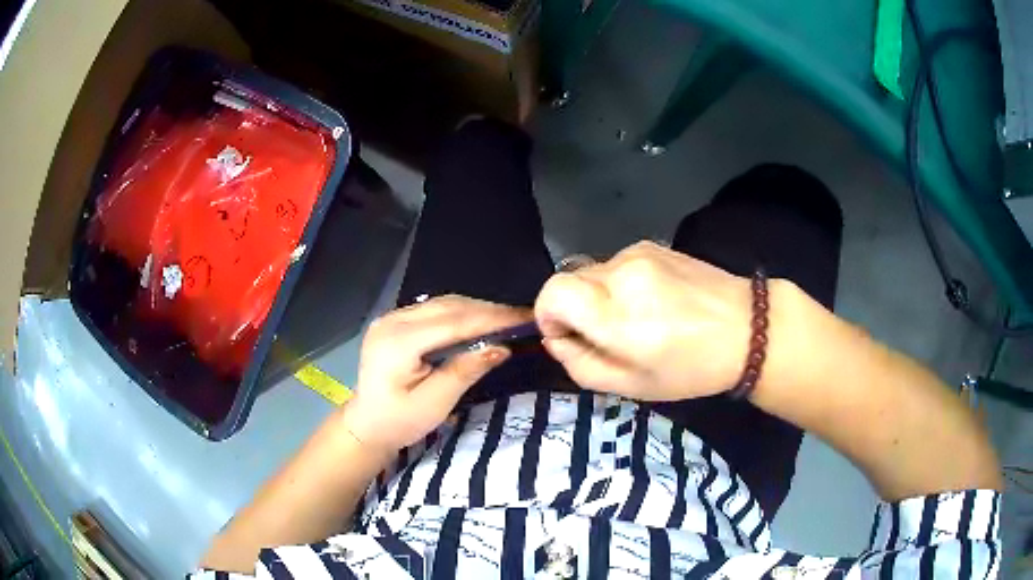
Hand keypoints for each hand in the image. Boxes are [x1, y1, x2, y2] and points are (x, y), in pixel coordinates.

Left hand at [341, 295, 529, 453]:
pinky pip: (433, 310)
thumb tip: (502, 347)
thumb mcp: (435, 403)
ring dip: (475, 309)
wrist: (366, 425)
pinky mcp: (394, 321)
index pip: (453, 322)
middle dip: (487, 310)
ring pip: (441, 304)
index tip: (525, 317)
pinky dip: (459, 314)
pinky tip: (478, 321)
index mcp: (398, 342)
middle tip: (523, 317)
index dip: (491, 318)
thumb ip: (465, 371)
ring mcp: (390, 318)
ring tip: (507, 318)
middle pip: (447, 307)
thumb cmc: (400, 422)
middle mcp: (392, 320)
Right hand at [534, 241, 763, 400]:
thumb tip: (557, 339)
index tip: (567, 335)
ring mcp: (639, 254)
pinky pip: (616, 264)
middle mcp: (623, 274)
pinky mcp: (653, 245)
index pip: (553, 293)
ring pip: (592, 272)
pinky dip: (620, 284)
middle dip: (574, 309)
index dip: (548, 314)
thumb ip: (580, 365)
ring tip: (637, 319)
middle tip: (606, 335)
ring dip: (599, 296)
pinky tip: (653, 301)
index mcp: (617, 315)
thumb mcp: (631, 387)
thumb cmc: (691, 368)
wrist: (748, 329)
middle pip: (569, 281)